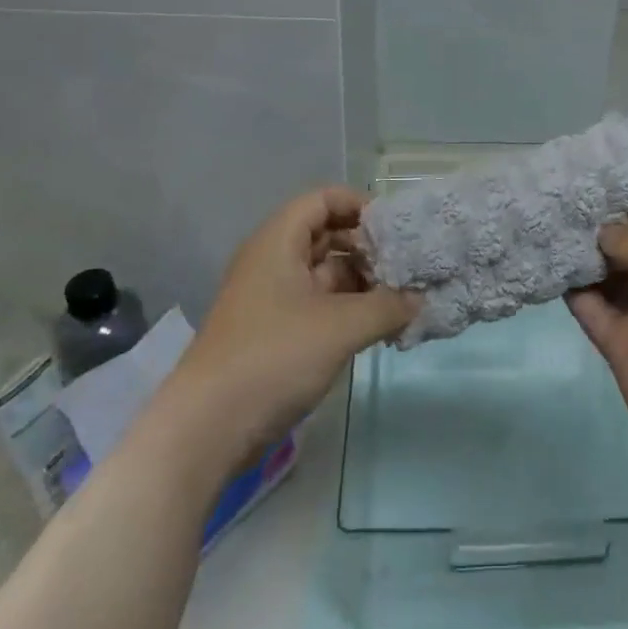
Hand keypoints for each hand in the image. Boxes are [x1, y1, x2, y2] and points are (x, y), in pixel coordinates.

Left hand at [169, 187, 418, 465]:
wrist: (207, 429)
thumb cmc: (274, 357)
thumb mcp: (341, 327)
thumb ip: (387, 307)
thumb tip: (420, 299)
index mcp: (279, 241)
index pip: (323, 199)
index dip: (360, 205)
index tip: (395, 229)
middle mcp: (274, 261)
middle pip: (327, 235)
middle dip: (368, 248)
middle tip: (407, 266)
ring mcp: (273, 299)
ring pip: (326, 274)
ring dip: (364, 283)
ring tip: (404, 299)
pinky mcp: (276, 333)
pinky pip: (320, 306)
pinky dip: (350, 310)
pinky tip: (382, 327)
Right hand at [567, 221, 627, 496]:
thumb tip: (600, 233)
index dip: (620, 217)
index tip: (582, 196)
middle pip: (624, 255)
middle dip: (595, 236)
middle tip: (555, 211)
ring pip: (605, 282)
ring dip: (581, 261)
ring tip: (545, 233)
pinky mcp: (618, 349)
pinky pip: (591, 311)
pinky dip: (573, 291)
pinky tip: (550, 268)